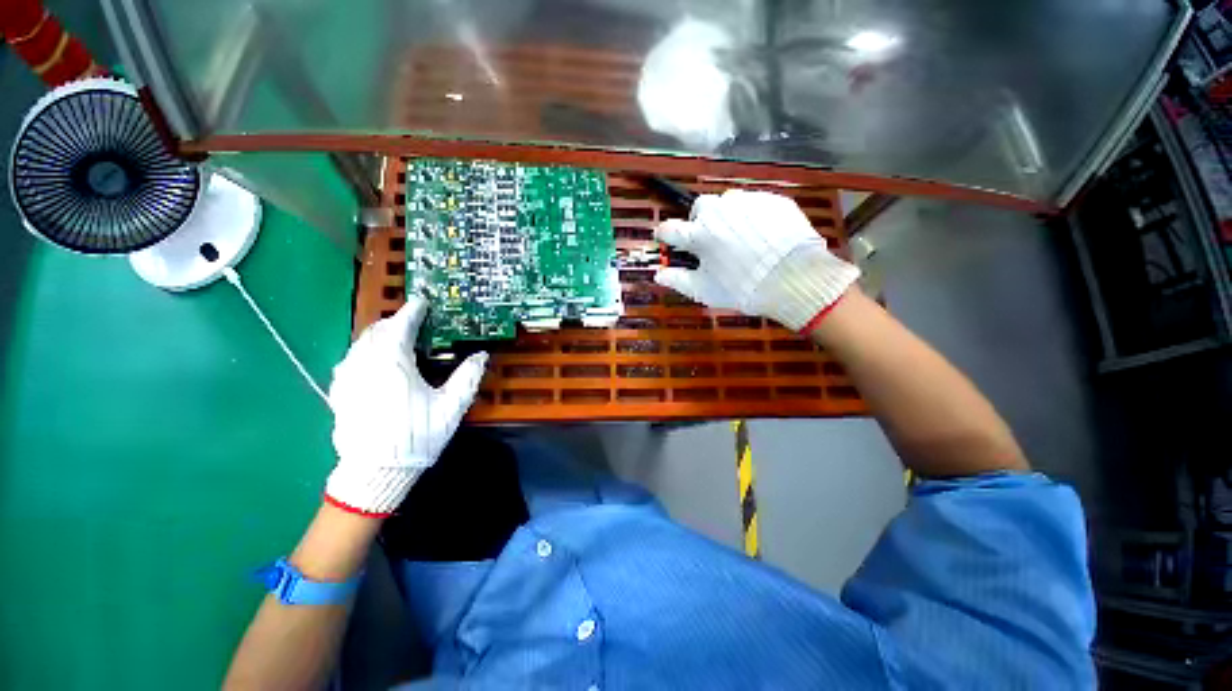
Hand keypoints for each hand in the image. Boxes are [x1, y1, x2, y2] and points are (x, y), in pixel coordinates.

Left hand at [324, 297, 487, 516]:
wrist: (376, 472)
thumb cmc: (417, 436)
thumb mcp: (451, 407)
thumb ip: (467, 377)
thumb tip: (482, 355)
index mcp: (393, 364)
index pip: (401, 326)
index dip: (412, 311)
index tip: (422, 301)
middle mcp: (365, 364)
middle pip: (377, 331)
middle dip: (395, 322)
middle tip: (413, 322)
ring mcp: (348, 378)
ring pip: (360, 344)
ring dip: (379, 335)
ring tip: (396, 338)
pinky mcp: (339, 393)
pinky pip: (350, 360)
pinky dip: (364, 351)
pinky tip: (373, 361)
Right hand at [654, 190, 860, 331]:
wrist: (793, 279)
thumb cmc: (741, 288)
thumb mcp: (704, 290)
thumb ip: (677, 280)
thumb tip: (658, 276)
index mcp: (698, 234)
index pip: (670, 228)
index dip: (664, 234)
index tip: (666, 238)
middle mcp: (719, 211)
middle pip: (699, 208)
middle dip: (699, 221)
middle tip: (710, 240)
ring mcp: (747, 202)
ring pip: (728, 203)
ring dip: (726, 216)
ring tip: (738, 237)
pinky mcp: (772, 200)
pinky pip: (754, 204)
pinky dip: (751, 216)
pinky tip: (761, 234)